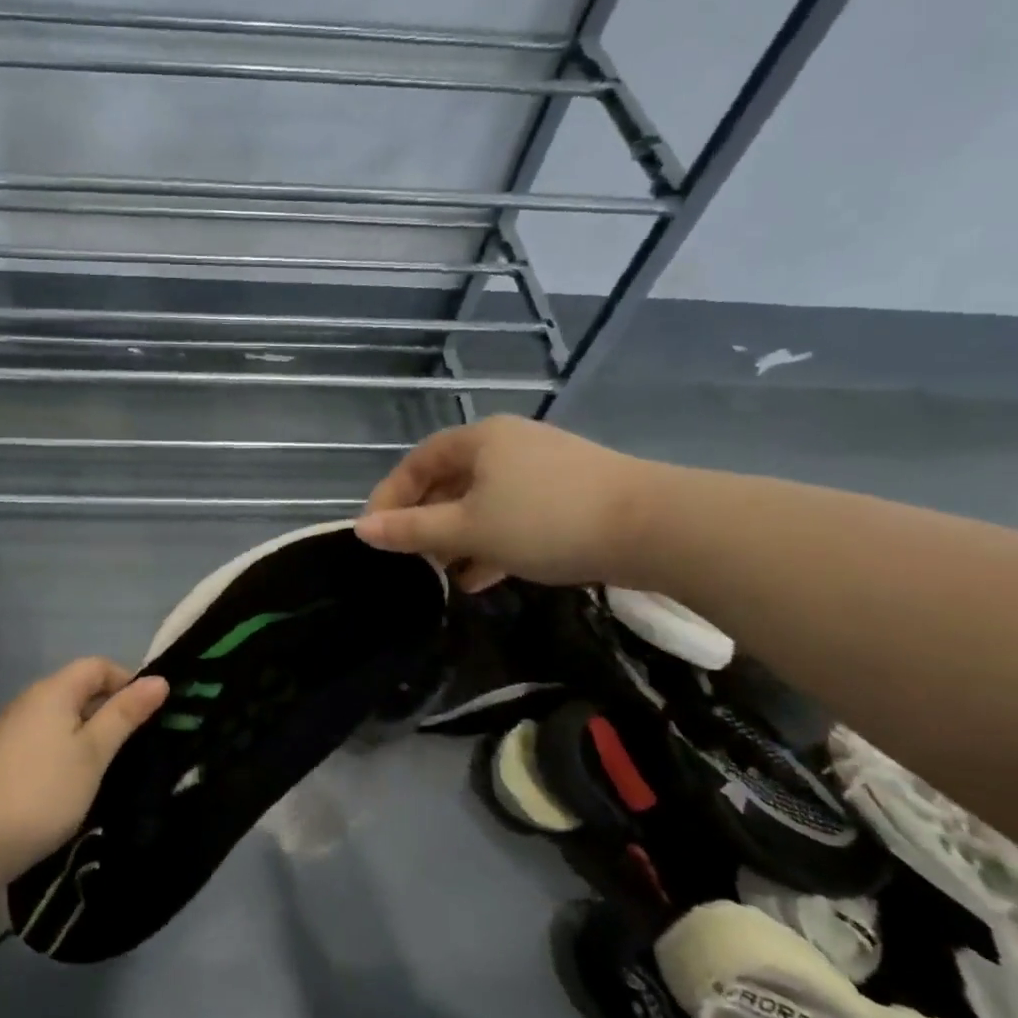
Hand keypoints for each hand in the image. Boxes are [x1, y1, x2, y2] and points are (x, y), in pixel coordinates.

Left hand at [0, 658, 168, 876]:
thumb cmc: (44, 790)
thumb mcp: (94, 752)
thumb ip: (124, 714)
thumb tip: (158, 680)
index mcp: (53, 690)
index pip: (97, 665)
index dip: (126, 682)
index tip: (148, 715)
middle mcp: (29, 699)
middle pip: (78, 688)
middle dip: (109, 709)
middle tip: (135, 743)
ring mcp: (11, 728)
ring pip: (61, 716)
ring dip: (88, 732)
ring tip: (108, 765)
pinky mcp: (2, 756)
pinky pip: (44, 737)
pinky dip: (65, 748)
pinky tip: (73, 780)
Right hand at [355, 416, 658, 590]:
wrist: (655, 528)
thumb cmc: (546, 520)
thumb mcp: (470, 529)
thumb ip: (412, 530)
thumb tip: (362, 529)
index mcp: (480, 440)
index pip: (418, 462)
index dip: (390, 496)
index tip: (376, 534)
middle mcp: (508, 445)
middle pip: (450, 481)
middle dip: (426, 522)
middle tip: (412, 559)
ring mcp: (542, 469)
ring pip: (483, 502)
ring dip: (459, 538)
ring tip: (445, 576)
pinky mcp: (569, 494)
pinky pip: (514, 514)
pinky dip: (493, 542)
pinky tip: (483, 577)